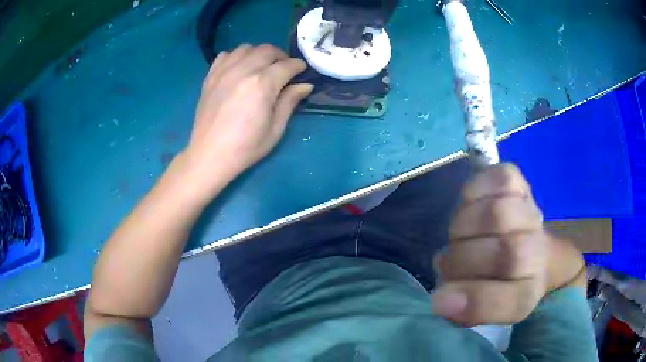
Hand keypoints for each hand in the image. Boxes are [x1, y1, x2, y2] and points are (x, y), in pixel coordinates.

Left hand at [183, 44, 312, 195]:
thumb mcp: (275, 129)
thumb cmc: (246, 147)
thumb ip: (290, 101)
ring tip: (262, 67)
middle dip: (281, 56)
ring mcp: (224, 71)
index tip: (302, 71)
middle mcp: (243, 70)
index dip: (298, 67)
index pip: (287, 65)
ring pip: (247, 48)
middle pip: (267, 50)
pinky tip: (239, 69)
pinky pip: (226, 55)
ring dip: (259, 54)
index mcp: (263, 84)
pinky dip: (237, 57)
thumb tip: (305, 85)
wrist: (210, 155)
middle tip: (284, 69)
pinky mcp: (211, 76)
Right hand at [431, 164, 585, 326]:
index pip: (514, 300)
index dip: (477, 300)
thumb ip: (466, 308)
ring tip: (460, 236)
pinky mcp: (520, 183)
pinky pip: (499, 179)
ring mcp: (531, 212)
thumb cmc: (498, 283)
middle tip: (448, 265)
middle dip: (462, 260)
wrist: (531, 250)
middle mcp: (539, 252)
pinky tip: (471, 205)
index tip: (440, 301)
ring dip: (464, 227)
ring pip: (497, 214)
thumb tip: (440, 299)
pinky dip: (476, 191)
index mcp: (530, 290)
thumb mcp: (486, 306)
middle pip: (506, 252)